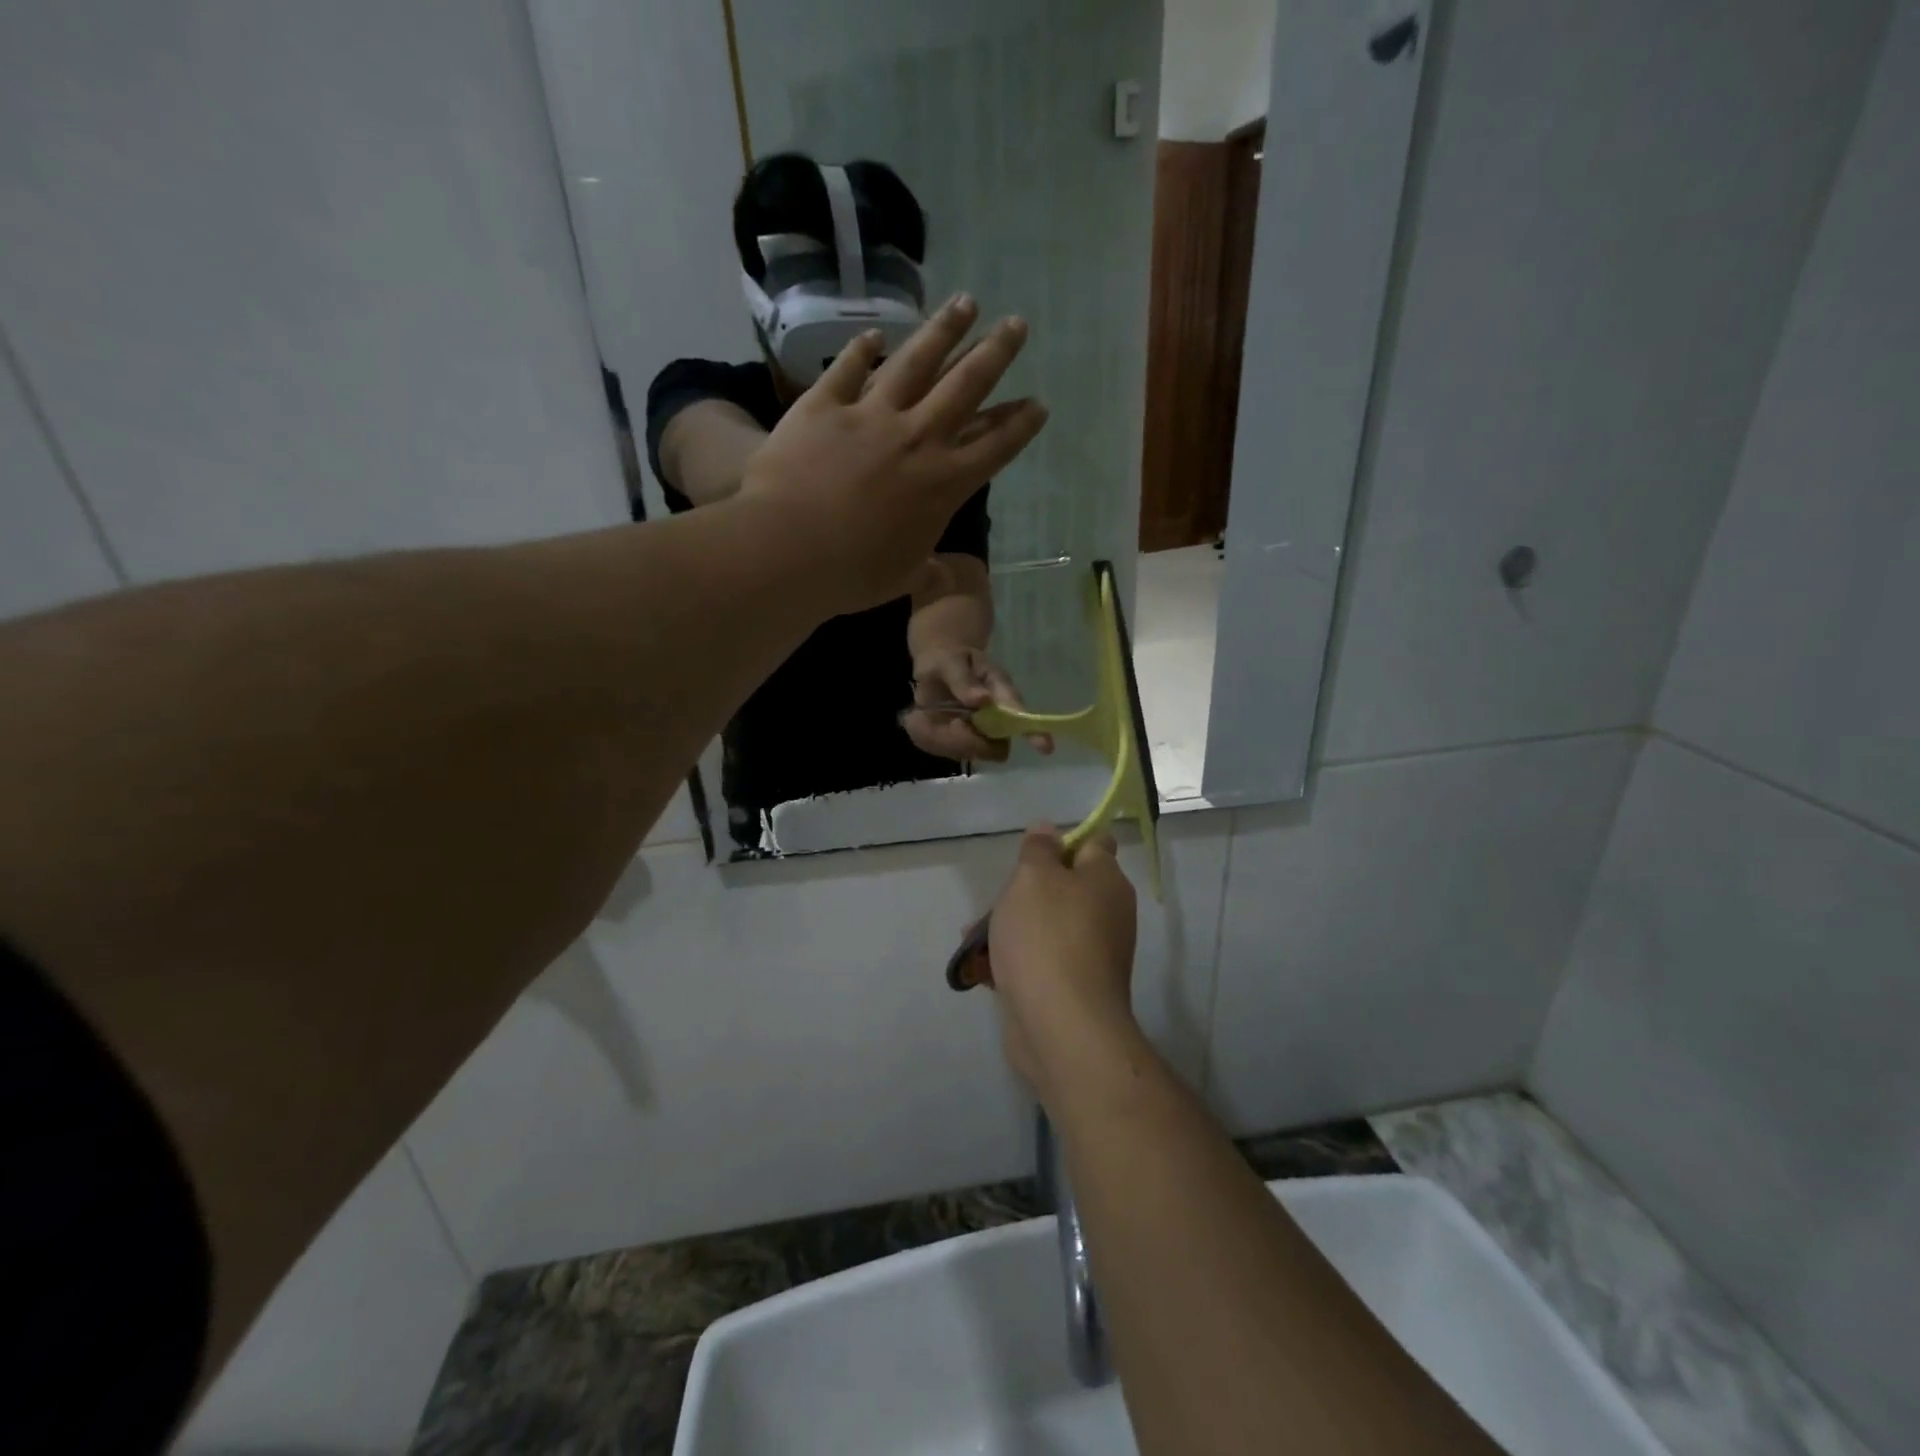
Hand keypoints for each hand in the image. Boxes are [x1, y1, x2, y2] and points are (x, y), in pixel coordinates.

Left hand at [739, 296, 1048, 615]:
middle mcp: (917, 438)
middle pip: (967, 386)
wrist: (789, 548)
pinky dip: (861, 349)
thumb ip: (928, 572)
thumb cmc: (853, 573)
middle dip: (996, 353)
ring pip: (916, 361)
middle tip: (1017, 324)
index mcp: (944, 484)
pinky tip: (874, 334)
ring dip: (944, 330)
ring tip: (966, 302)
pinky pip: (848, 369)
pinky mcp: (825, 405)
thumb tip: (943, 578)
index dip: (1019, 424)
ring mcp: (871, 415)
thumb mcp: (903, 579)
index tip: (1038, 404)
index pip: (994, 447)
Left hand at [903, 646, 1055, 761]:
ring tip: (937, 720)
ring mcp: (987, 734)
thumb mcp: (950, 662)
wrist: (939, 669)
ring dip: (952, 742)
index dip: (1034, 732)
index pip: (1020, 714)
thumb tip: (983, 700)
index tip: (1045, 747)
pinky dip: (941, 742)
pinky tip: (935, 725)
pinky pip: (955, 752)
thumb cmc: (949, 661)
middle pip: (996, 746)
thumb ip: (963, 681)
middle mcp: (1001, 718)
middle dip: (969, 741)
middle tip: (950, 724)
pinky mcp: (969, 744)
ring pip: (975, 753)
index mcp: (1002, 692)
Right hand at [987, 823, 1138, 1100]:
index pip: (1094, 843)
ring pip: (1047, 924)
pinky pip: (1041, 959)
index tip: (1031, 854)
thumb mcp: (1033, 877)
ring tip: (974, 935)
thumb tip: (1048, 829)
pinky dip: (1015, 958)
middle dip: (1025, 889)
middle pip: (1064, 885)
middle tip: (997, 899)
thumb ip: (1038, 849)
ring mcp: (1091, 953)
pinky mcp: (1072, 986)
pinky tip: (983, 966)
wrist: (1061, 1027)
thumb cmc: (1046, 937)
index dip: (1063, 841)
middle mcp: (1107, 913)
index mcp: (1106, 880)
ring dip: (1012, 925)